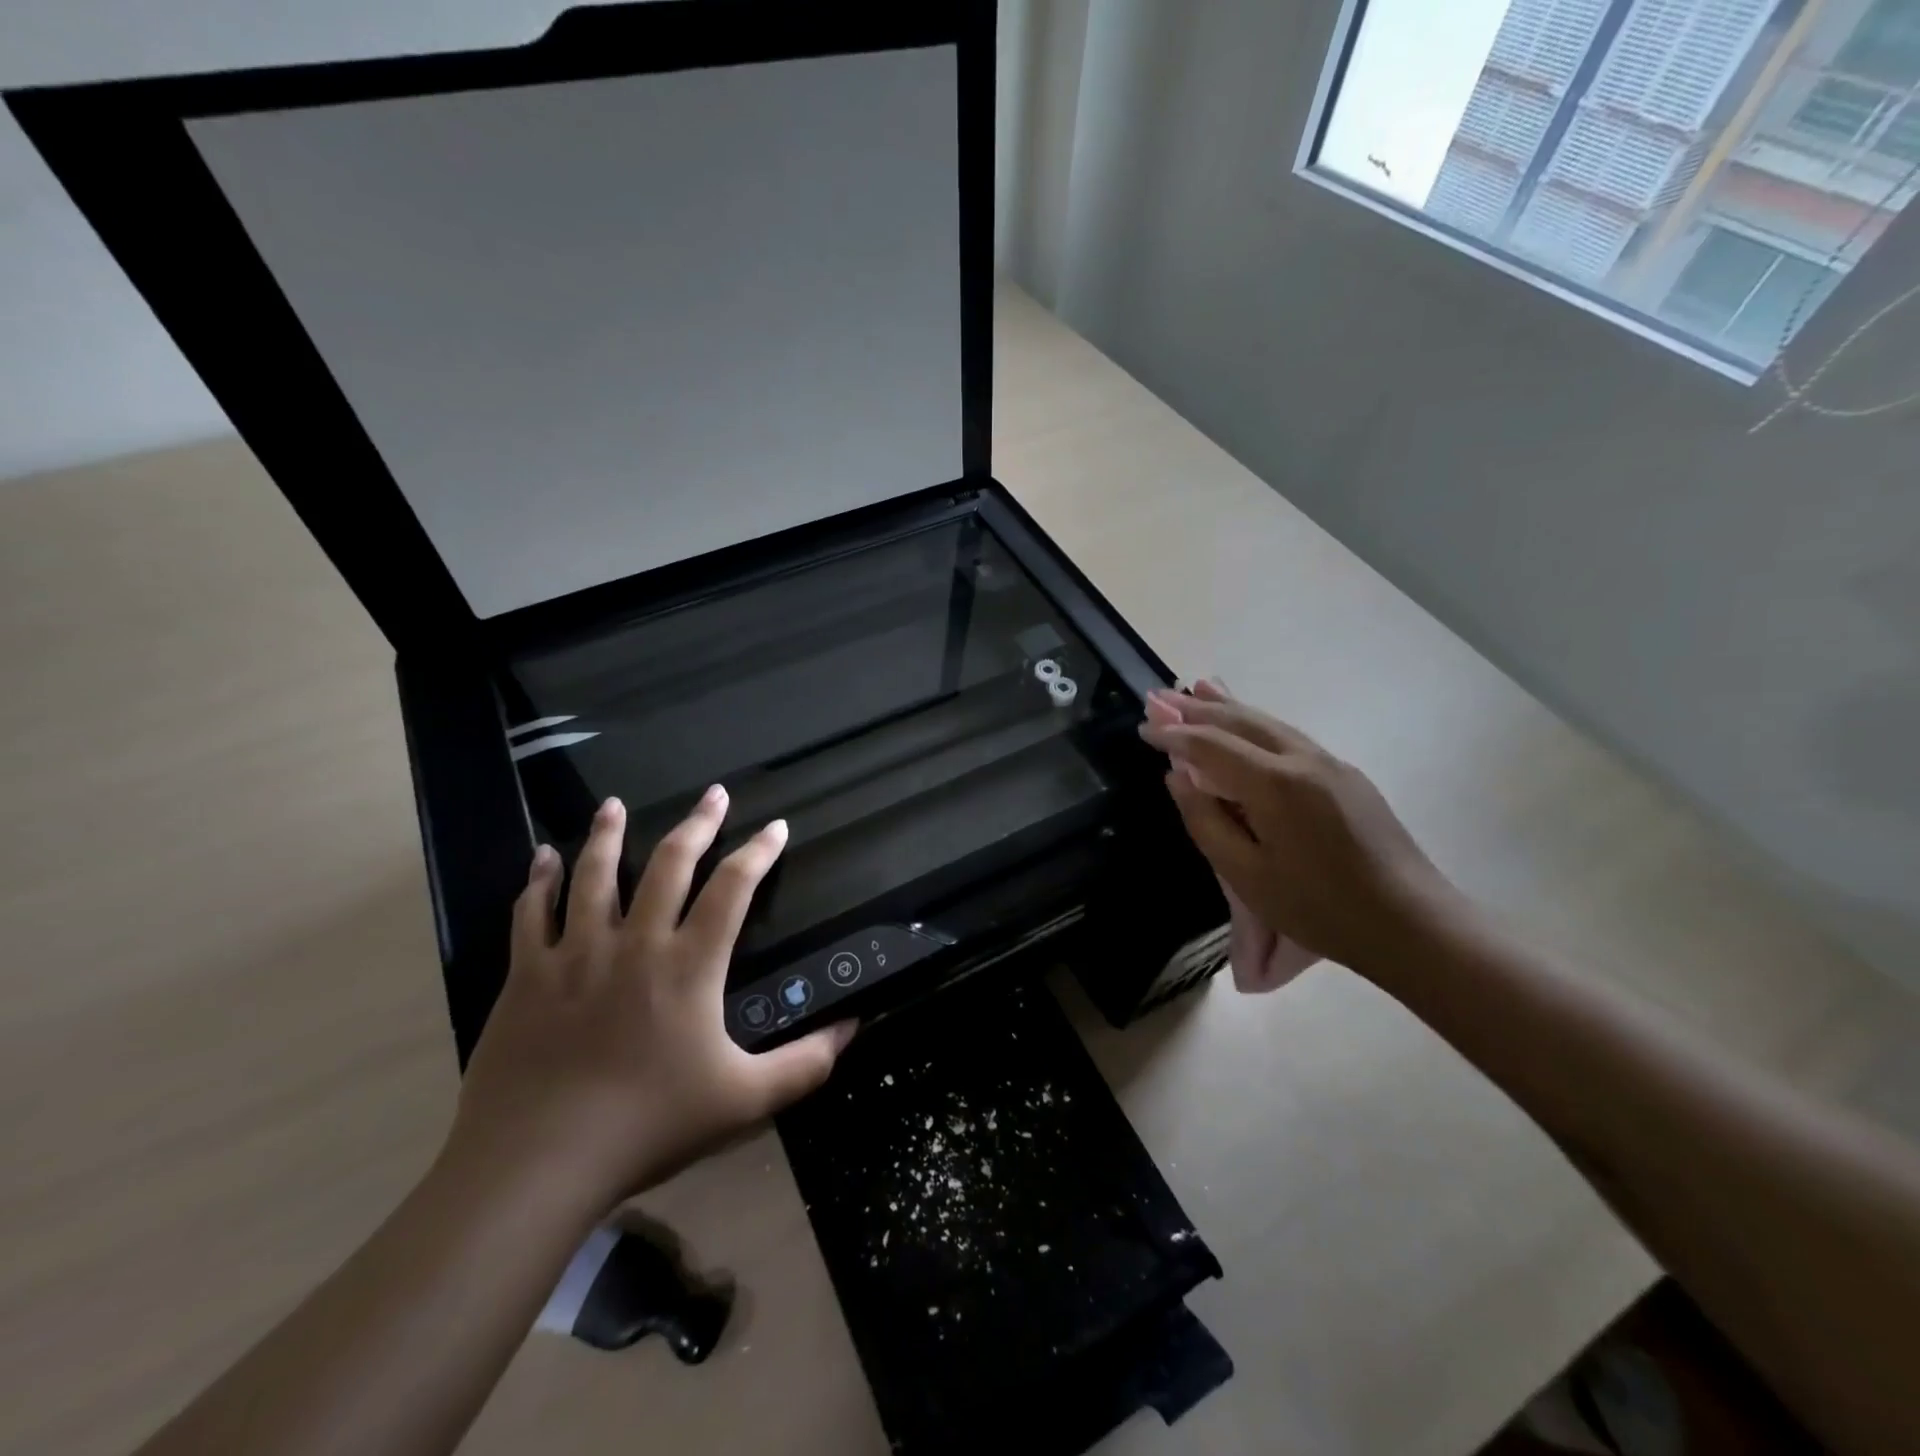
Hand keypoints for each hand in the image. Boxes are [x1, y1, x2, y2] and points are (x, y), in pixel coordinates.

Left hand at [442, 789, 854, 1213]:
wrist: (537, 1164)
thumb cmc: (649, 1126)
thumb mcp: (744, 1101)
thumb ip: (805, 1064)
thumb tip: (854, 1027)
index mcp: (689, 965)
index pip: (733, 888)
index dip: (758, 852)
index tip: (776, 827)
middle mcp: (635, 943)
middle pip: (670, 864)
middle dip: (697, 824)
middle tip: (713, 793)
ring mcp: (574, 954)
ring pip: (595, 875)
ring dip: (608, 834)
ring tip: (615, 804)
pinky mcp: (525, 976)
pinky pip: (531, 913)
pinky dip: (538, 880)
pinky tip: (543, 856)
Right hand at [1147, 680, 1319, 992]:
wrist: (1410, 922)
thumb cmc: (1318, 907)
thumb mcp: (1246, 876)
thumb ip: (1206, 821)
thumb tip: (1177, 777)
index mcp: (1274, 784)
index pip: (1210, 746)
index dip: (1173, 734)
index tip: (1143, 727)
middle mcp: (1302, 759)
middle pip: (1240, 721)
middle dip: (1196, 708)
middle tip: (1160, 696)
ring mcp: (1329, 762)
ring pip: (1268, 723)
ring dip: (1228, 706)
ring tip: (1198, 689)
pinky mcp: (1346, 774)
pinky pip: (1288, 736)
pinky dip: (1257, 722)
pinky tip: (1246, 719)